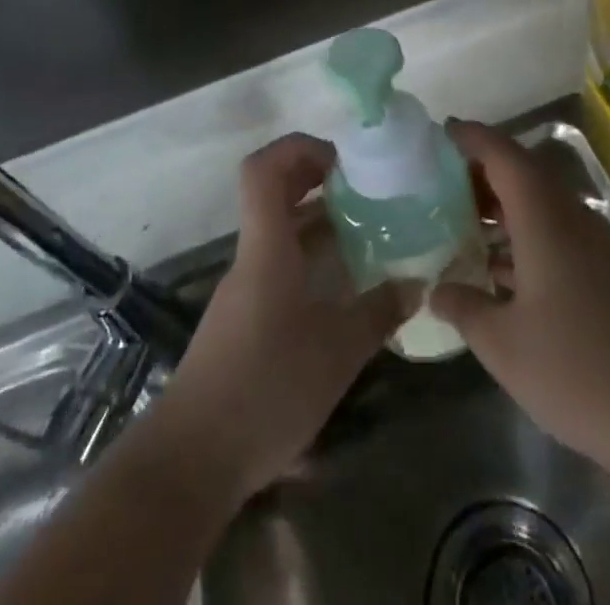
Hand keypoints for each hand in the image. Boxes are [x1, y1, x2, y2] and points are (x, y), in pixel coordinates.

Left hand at [152, 133, 404, 502]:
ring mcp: (245, 288)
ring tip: (366, 229)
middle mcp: (251, 256)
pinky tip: (343, 283)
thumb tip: (417, 283)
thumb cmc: (265, 389)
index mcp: (266, 246)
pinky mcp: (245, 319)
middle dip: (315, 178)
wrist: (193, 461)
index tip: (342, 159)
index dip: (298, 148)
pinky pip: (278, 264)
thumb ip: (379, 312)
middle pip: (272, 192)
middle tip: (363, 187)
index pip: (263, 169)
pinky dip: (309, 257)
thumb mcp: (337, 352)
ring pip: (278, 230)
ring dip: (317, 220)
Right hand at [430, 121, 609, 476]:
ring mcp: (598, 245)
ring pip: (543, 206)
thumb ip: (466, 308)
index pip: (503, 154)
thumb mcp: (505, 346)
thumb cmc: (579, 369)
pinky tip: (507, 274)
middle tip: (442, 188)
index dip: (471, 137)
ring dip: (505, 209)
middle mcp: (573, 216)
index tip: (442, 132)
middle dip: (483, 174)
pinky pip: (560, 234)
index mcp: (543, 216)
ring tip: (465, 226)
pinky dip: (527, 237)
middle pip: (524, 174)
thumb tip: (436, 289)